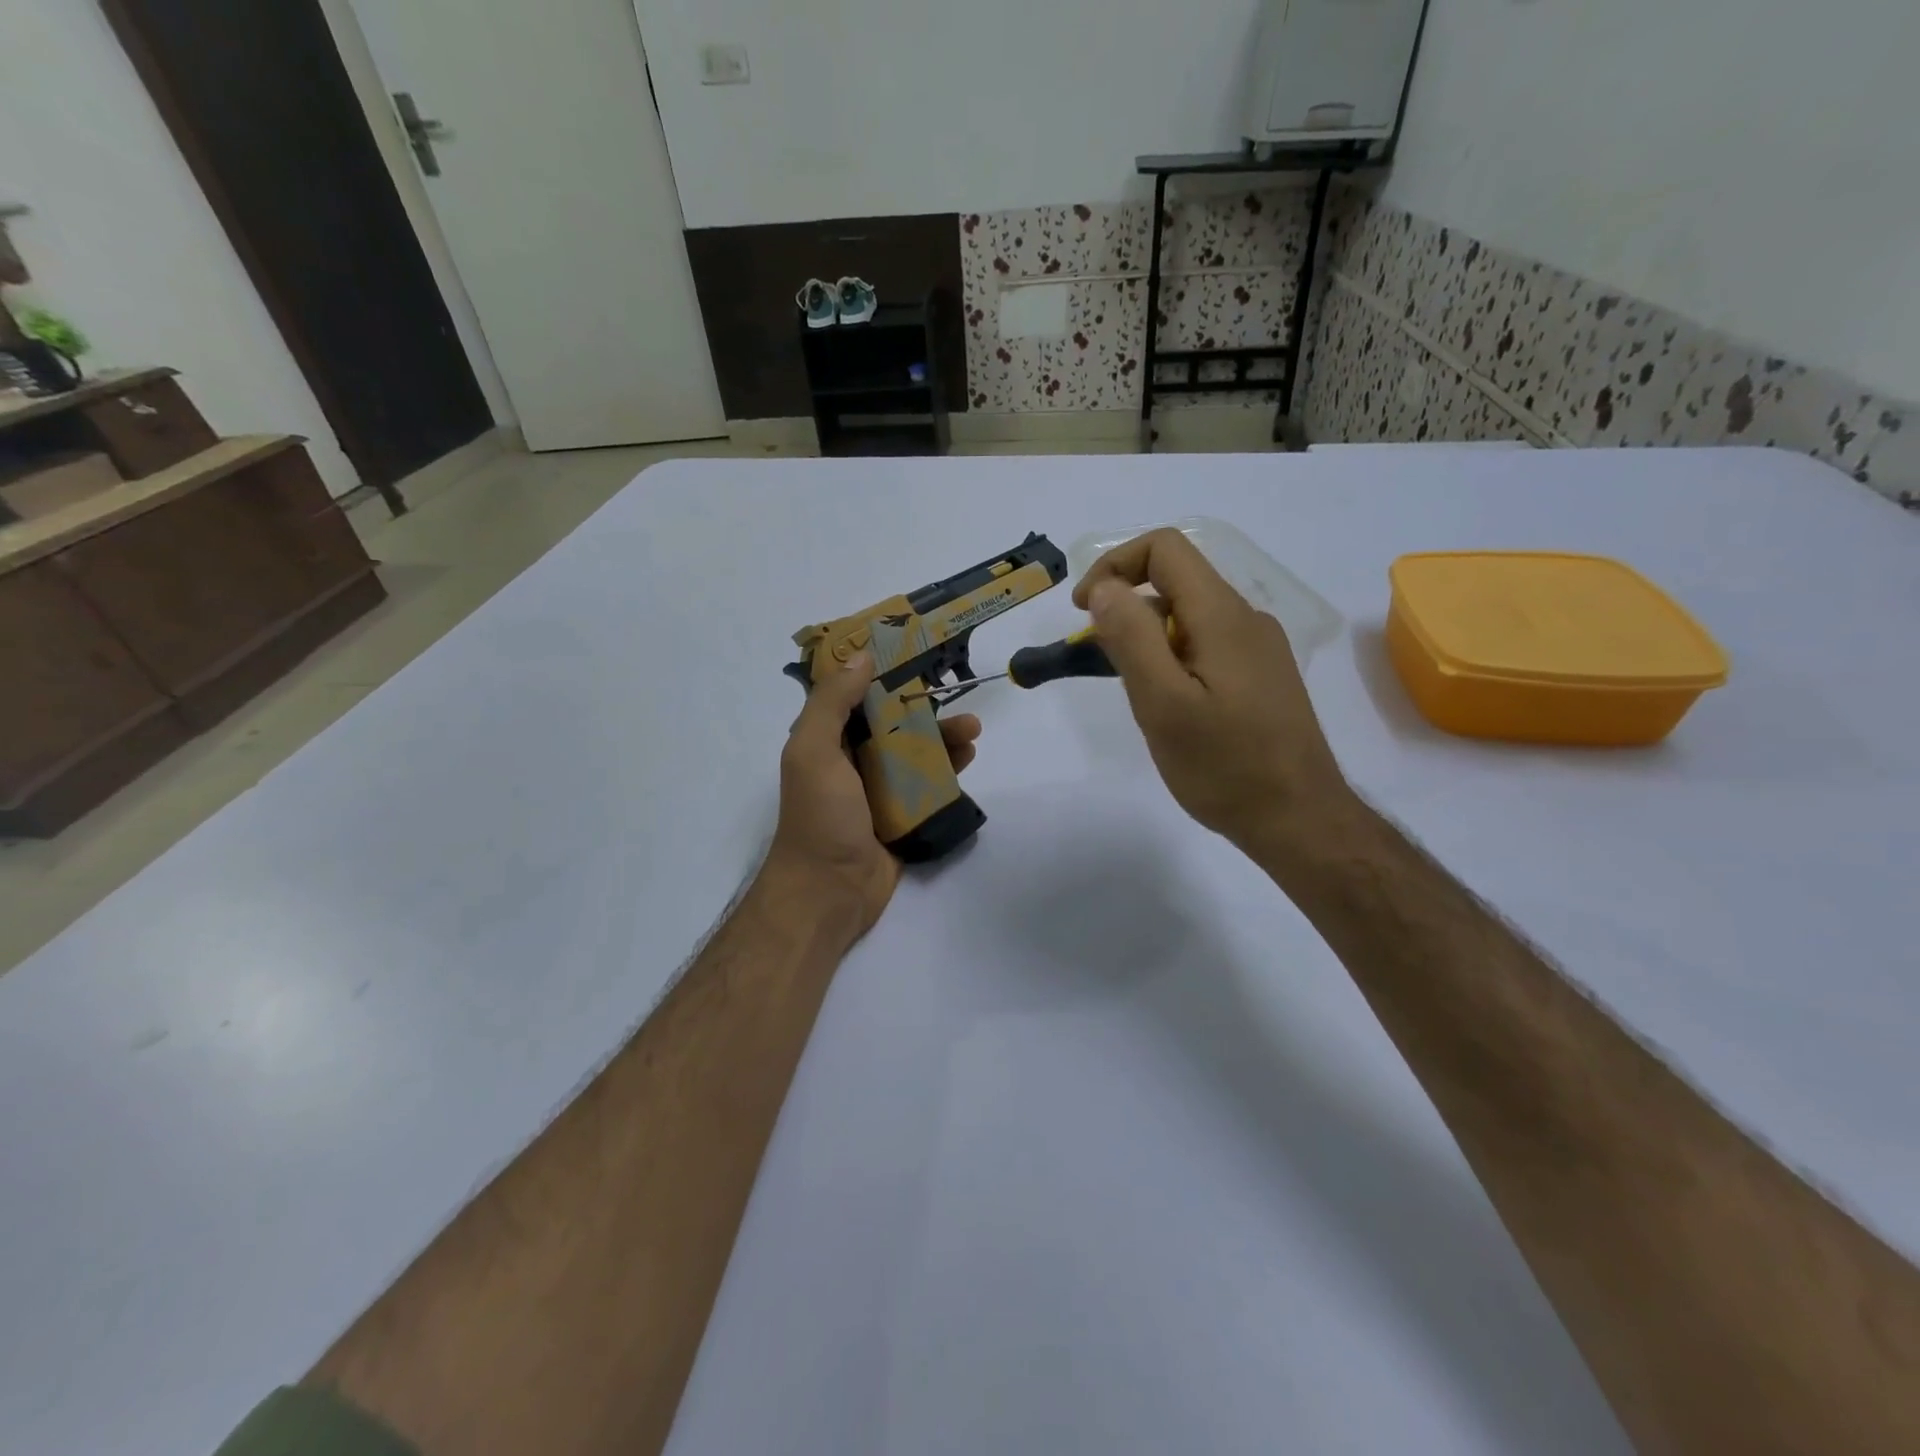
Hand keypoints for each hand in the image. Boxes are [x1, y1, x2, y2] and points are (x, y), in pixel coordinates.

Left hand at [764, 651, 981, 941]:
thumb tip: (861, 656)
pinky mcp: (902, 816)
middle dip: (924, 708)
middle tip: (957, 696)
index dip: (881, 674)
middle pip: (894, 724)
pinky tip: (970, 758)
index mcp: (827, 742)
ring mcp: (879, 790)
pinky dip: (949, 771)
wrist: (829, 892)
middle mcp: (852, 761)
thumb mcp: (814, 751)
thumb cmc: (819, 816)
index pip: (855, 697)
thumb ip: (832, 703)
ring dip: (943, 738)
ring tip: (973, 730)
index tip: (913, 651)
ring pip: (916, 753)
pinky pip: (928, 786)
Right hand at [1073, 529, 1354, 864]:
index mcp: (1222, 615)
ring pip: (1190, 617)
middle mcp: (1246, 619)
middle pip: (1176, 582)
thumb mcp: (1163, 704)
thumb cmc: (1225, 765)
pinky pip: (1206, 645)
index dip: (1114, 566)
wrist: (1299, 819)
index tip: (1083, 612)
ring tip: (1136, 695)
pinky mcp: (1262, 677)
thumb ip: (1132, 638)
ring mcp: (1259, 649)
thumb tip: (1105, 588)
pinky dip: (1173, 658)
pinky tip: (1171, 709)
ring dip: (1148, 638)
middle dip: (1127, 609)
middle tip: (1101, 664)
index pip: (1165, 548)